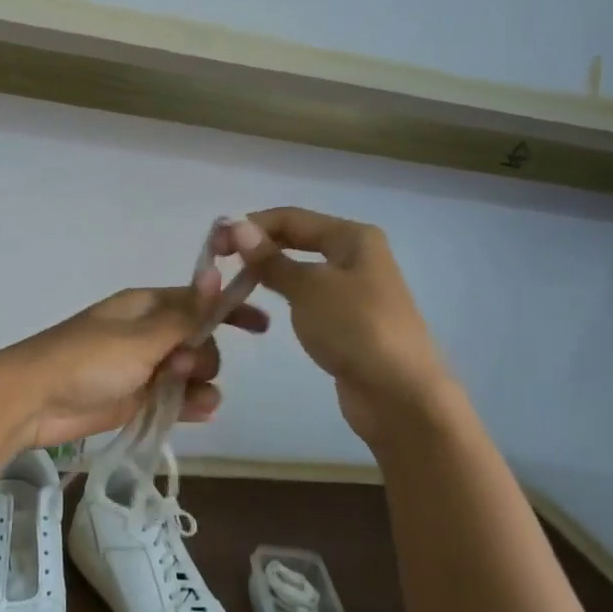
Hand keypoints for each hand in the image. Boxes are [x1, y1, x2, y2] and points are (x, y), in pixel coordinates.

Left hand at [0, 284, 268, 450]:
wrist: (33, 400)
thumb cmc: (86, 360)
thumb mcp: (140, 337)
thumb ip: (184, 316)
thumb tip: (217, 274)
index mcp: (146, 306)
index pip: (198, 301)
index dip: (229, 310)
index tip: (261, 326)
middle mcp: (147, 333)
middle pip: (200, 340)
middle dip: (205, 355)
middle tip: (182, 368)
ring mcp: (142, 367)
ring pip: (190, 372)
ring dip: (201, 384)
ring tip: (192, 399)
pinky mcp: (136, 398)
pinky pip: (175, 397)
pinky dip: (189, 403)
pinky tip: (199, 412)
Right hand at [215, 208, 445, 446]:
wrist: (399, 394)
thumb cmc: (355, 329)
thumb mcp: (308, 288)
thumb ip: (271, 259)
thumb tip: (236, 227)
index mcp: (353, 237)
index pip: (291, 217)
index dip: (250, 226)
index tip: (213, 244)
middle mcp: (356, 256)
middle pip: (297, 239)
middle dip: (258, 247)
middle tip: (218, 264)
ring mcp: (354, 290)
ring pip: (301, 269)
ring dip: (269, 272)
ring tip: (234, 285)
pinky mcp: (348, 321)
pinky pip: (308, 297)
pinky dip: (285, 296)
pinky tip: (264, 307)